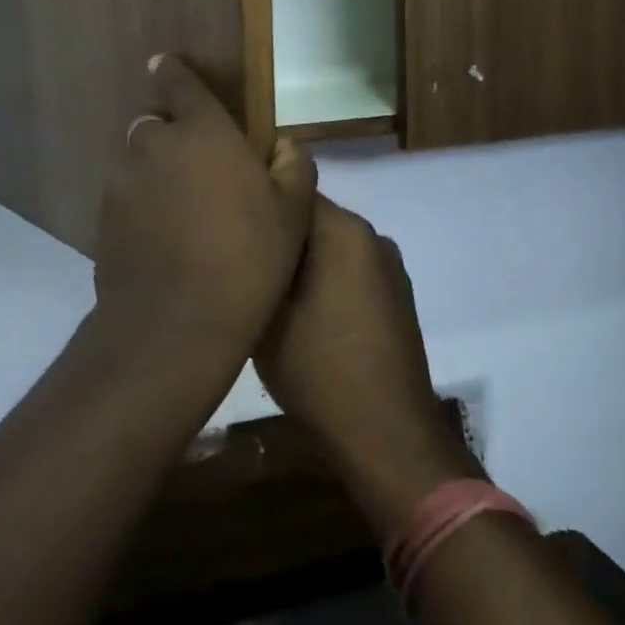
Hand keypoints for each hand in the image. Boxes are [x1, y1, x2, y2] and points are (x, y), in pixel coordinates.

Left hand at [90, 56, 316, 373]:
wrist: (177, 322)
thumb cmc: (247, 258)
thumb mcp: (292, 214)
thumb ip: (293, 167)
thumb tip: (284, 146)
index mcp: (202, 131)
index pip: (177, 82)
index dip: (173, 72)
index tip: (166, 67)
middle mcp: (154, 145)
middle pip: (154, 125)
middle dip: (171, 137)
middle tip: (198, 171)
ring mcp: (123, 183)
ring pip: (137, 163)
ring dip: (155, 175)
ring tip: (181, 214)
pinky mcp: (103, 219)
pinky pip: (124, 199)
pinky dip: (140, 208)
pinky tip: (161, 241)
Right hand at [255, 197, 480, 536]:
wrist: (386, 433)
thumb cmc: (319, 370)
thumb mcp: (267, 314)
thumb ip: (258, 263)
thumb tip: (245, 235)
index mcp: (344, 230)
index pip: (291, 191)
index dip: (257, 203)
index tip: (227, 223)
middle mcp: (373, 237)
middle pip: (313, 218)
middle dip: (280, 234)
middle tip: (240, 259)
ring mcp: (389, 268)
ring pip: (331, 246)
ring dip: (302, 260)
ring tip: (267, 287)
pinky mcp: (396, 297)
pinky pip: (349, 270)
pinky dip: (325, 280)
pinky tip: (303, 312)